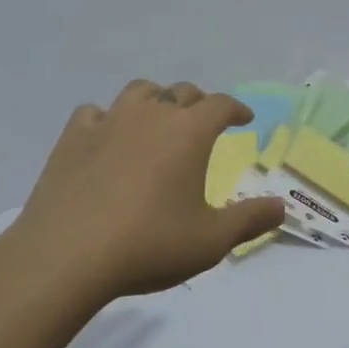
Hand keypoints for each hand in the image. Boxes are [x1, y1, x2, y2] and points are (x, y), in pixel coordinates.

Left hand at [0, 80, 284, 307]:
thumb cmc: (149, 244)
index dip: (236, 109)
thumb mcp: (211, 240)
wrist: (66, 256)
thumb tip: (282, 207)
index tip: (244, 119)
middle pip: (181, 92)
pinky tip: (108, 136)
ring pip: (139, 91)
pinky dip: (108, 118)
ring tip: (158, 119)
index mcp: (189, 132)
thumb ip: (250, 220)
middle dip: (199, 103)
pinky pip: (95, 112)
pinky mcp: (72, 138)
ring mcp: (108, 122)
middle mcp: (151, 115)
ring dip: (155, 100)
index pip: (220, 105)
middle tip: (204, 122)